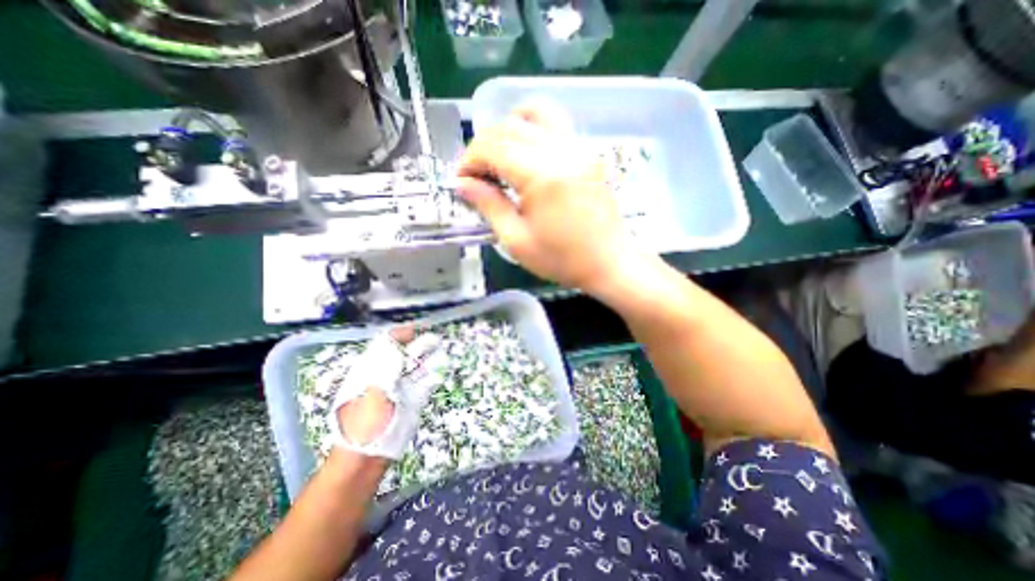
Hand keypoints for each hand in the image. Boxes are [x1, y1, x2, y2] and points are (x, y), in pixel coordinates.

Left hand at [332, 326, 443, 458]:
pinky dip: (434, 374)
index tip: (417, 331)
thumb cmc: (363, 422)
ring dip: (430, 358)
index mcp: (371, 368)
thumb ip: (387, 367)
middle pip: (406, 352)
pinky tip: (440, 369)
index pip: (387, 343)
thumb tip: (401, 345)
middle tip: (434, 341)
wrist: (366, 457)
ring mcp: (402, 386)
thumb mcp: (372, 390)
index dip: (401, 335)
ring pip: (418, 365)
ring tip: (441, 352)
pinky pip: (426, 381)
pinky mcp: (413, 398)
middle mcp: (388, 373)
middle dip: (420, 344)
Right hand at [454, 103, 644, 295]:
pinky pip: (555, 125)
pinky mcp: (587, 153)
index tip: (460, 181)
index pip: (492, 147)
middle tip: (476, 175)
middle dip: (483, 147)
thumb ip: (488, 205)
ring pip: (534, 114)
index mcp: (541, 175)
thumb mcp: (517, 240)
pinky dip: (532, 129)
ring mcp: (579, 147)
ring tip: (499, 157)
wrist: (609, 262)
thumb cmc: (562, 259)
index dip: (469, 160)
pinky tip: (525, 154)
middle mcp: (561, 150)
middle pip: (509, 127)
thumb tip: (462, 184)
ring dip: (507, 129)